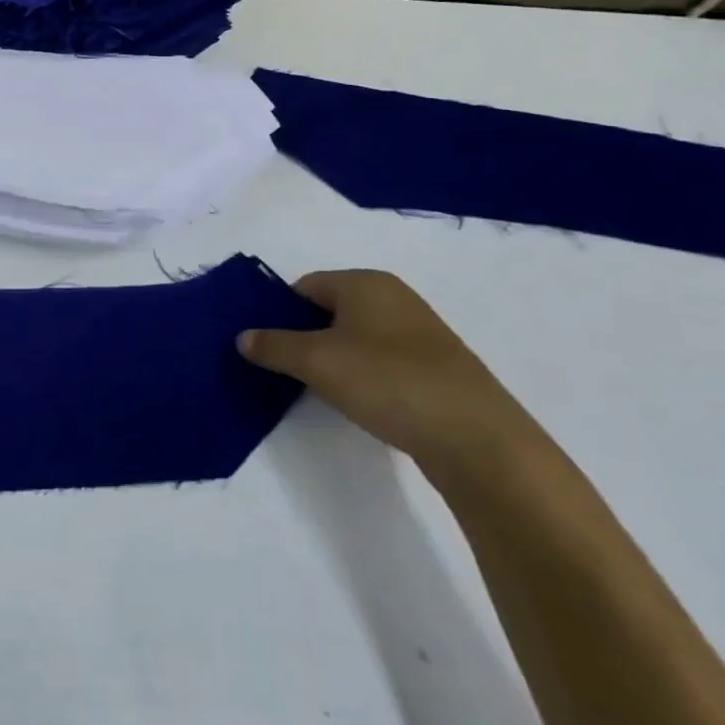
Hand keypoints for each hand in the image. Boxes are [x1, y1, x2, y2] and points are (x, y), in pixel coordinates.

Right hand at [238, 269, 546, 484]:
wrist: (480, 442)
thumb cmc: (389, 382)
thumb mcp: (316, 362)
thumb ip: (273, 346)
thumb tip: (243, 337)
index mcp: (365, 282)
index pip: (303, 286)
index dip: (279, 313)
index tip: (265, 345)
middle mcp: (394, 298)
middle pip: (329, 310)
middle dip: (304, 337)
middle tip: (284, 368)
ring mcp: (420, 334)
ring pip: (356, 338)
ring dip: (334, 360)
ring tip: (319, 390)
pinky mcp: (438, 370)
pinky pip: (383, 363)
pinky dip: (364, 377)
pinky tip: (361, 404)